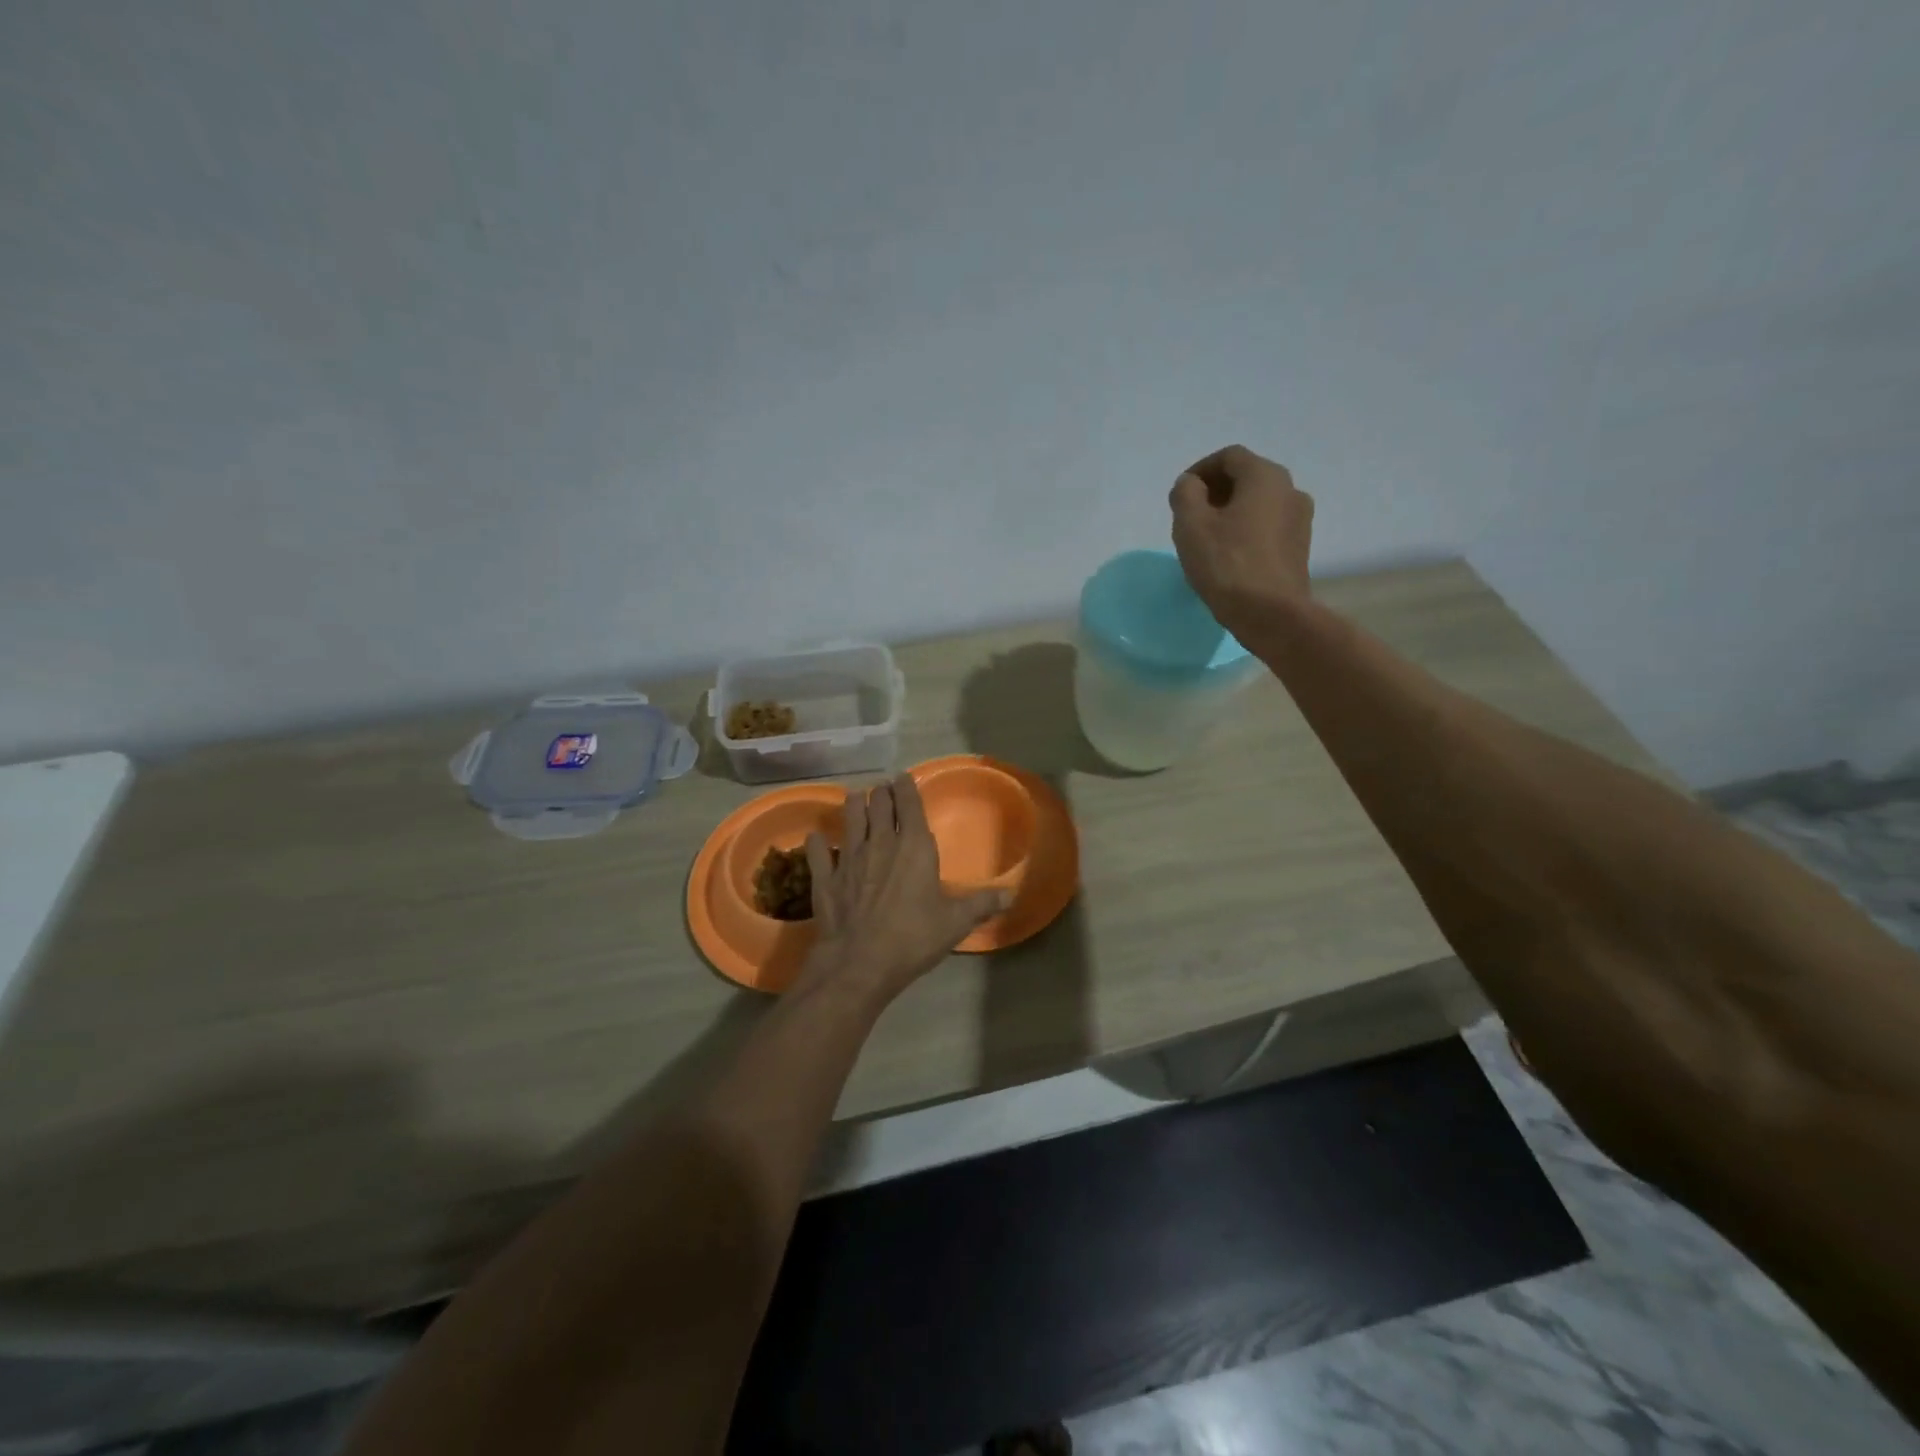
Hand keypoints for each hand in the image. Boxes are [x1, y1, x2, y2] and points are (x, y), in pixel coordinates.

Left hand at [793, 775, 1009, 1003]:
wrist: (859, 963)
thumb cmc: (913, 937)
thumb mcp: (955, 922)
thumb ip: (982, 904)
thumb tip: (1012, 894)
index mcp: (914, 846)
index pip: (909, 804)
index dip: (906, 787)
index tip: (903, 777)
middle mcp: (880, 842)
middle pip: (878, 804)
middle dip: (880, 794)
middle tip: (882, 790)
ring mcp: (848, 858)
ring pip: (849, 819)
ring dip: (852, 806)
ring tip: (854, 798)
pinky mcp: (825, 878)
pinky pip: (817, 852)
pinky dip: (817, 843)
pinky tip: (816, 838)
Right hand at [1169, 444, 1314, 630]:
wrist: (1270, 614)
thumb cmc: (1226, 564)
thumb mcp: (1191, 524)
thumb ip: (1185, 494)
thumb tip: (1191, 484)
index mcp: (1265, 476)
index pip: (1229, 457)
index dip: (1200, 470)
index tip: (1181, 495)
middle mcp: (1290, 489)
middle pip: (1247, 477)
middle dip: (1216, 490)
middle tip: (1190, 516)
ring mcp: (1300, 519)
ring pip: (1259, 503)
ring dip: (1231, 511)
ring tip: (1207, 538)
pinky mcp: (1299, 547)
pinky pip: (1268, 526)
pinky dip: (1246, 529)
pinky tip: (1228, 554)